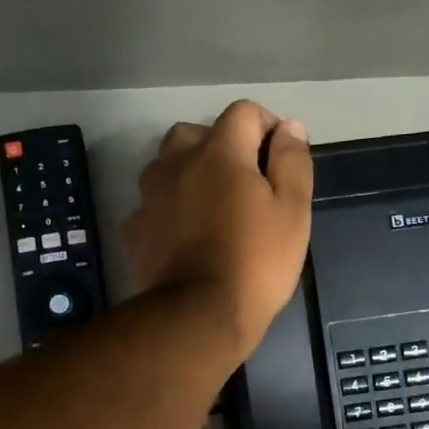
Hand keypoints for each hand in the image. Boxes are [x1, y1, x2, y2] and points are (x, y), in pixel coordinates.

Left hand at [123, 101, 313, 357]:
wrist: (199, 316)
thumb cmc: (256, 261)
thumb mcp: (293, 211)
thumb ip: (292, 161)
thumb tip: (290, 126)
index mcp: (219, 151)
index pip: (244, 112)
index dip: (267, 128)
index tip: (279, 161)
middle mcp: (176, 162)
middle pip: (198, 133)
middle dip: (223, 148)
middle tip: (246, 185)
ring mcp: (149, 196)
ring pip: (169, 166)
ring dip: (191, 174)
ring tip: (213, 209)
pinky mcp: (135, 228)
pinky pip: (155, 204)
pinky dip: (171, 209)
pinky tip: (186, 236)